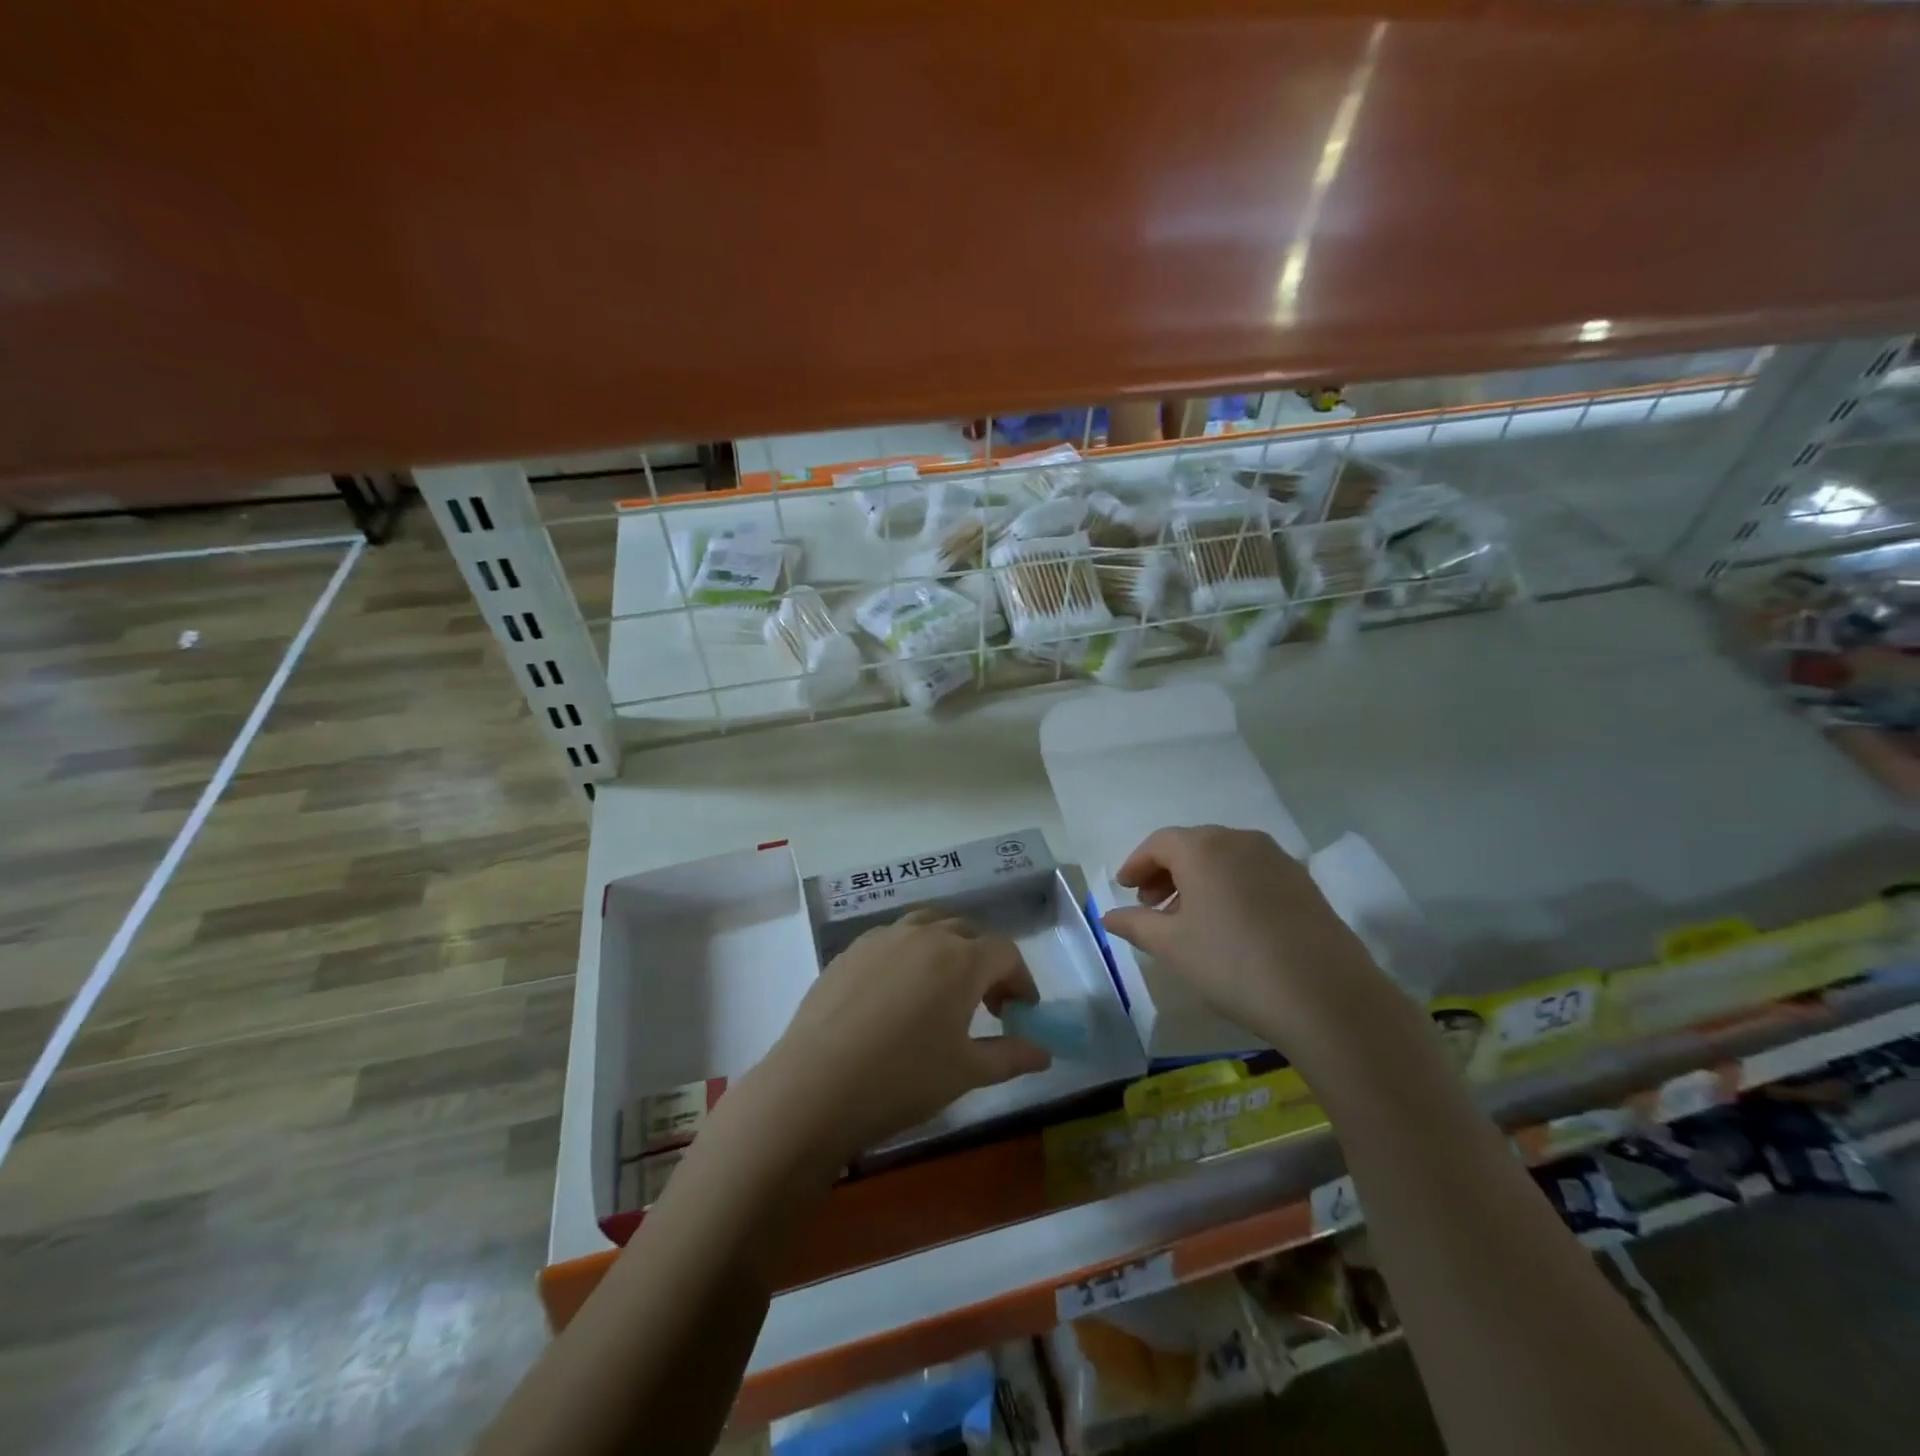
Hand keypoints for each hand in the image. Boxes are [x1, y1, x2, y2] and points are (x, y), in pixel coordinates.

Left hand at [748, 909, 1051, 1165]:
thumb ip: (1011, 1056)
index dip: (1021, 980)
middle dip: (986, 963)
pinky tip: (898, 995)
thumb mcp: (966, 1072)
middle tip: (988, 1004)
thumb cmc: (903, 1079)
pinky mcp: (849, 951)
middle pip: (967, 933)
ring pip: (927, 927)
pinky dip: (909, 955)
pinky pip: (892, 940)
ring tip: (943, 990)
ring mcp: (882, 939)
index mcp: (960, 959)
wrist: (816, 1086)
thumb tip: (1045, 1052)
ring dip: (947, 951)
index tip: (1022, 1012)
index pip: (1005, 953)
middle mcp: (924, 936)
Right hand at [1099, 825, 1384, 1053]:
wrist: (1326, 996)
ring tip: (1189, 918)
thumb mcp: (1172, 946)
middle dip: (1166, 871)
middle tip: (1151, 905)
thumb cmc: (1232, 963)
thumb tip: (1108, 915)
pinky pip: (1253, 873)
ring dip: (1199, 880)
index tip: (1124, 888)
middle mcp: (1240, 840)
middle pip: (1193, 845)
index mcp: (1203, 848)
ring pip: (1225, 858)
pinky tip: (1229, 925)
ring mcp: (1278, 859)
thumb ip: (1135, 924)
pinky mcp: (1304, 883)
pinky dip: (1230, 887)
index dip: (1137, 864)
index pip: (1159, 843)